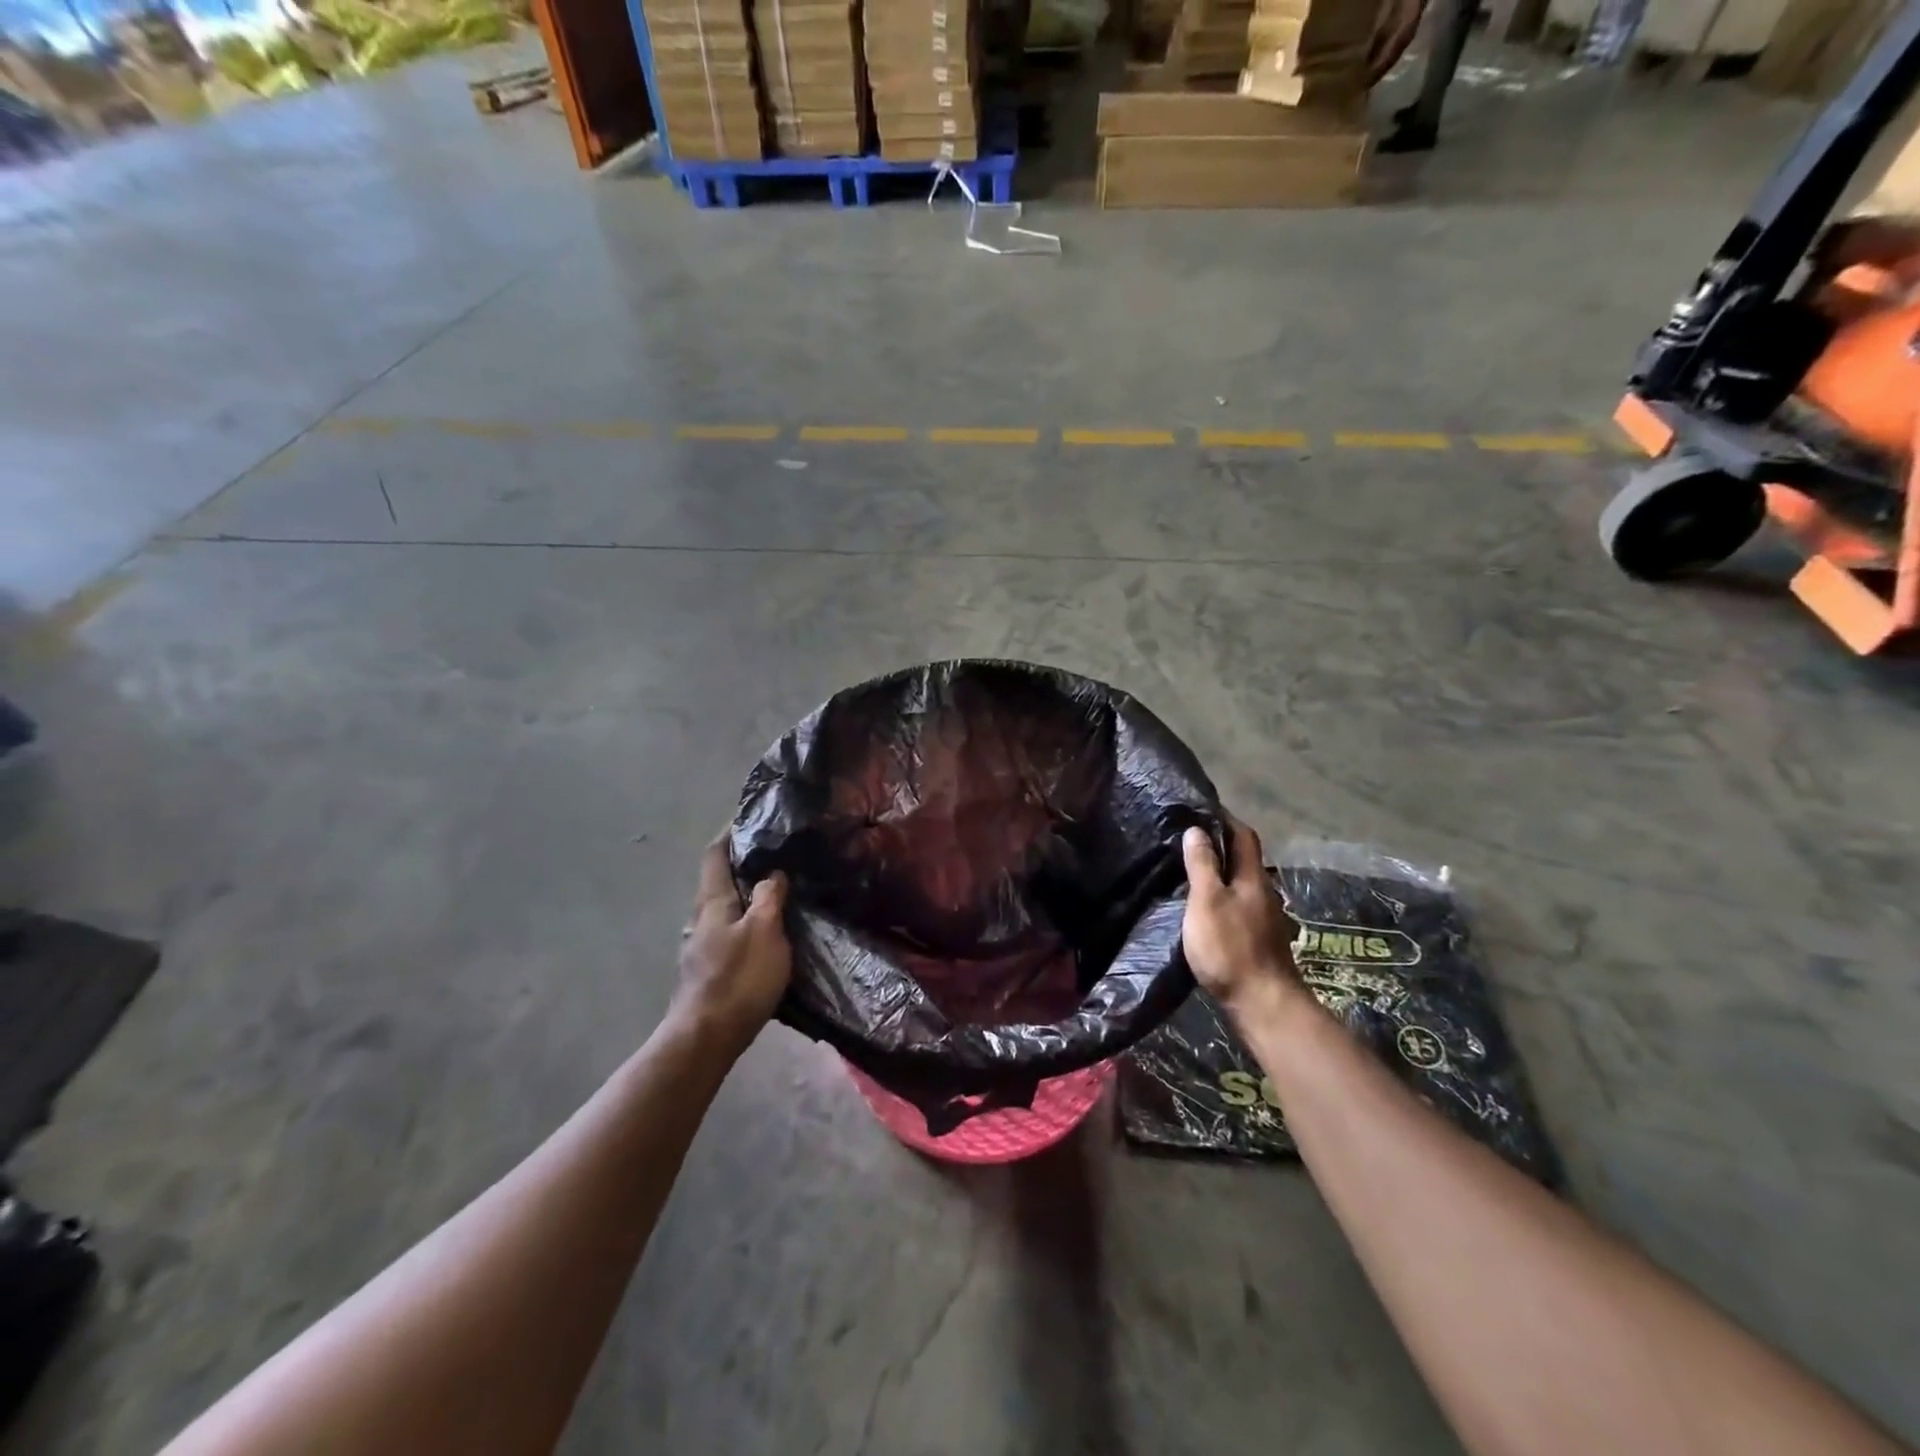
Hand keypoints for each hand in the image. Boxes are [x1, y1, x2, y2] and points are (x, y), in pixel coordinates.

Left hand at [674, 839, 790, 1050]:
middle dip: (743, 864)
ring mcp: (702, 946)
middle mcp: (702, 918)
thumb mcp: (765, 931)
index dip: (729, 833)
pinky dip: (748, 921)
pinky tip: (768, 932)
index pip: (715, 855)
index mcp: (713, 902)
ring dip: (748, 895)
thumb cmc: (738, 979)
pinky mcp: (709, 970)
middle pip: (720, 881)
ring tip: (779, 891)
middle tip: (776, 854)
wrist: (705, 1039)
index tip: (749, 818)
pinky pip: (730, 931)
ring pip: (726, 908)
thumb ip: (770, 897)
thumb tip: (772, 872)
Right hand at [1181, 817, 1305, 1024]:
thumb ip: (1202, 865)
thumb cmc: (1230, 947)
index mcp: (1252, 877)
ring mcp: (1264, 918)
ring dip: (1220, 873)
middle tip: (1188, 839)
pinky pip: (1238, 905)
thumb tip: (1197, 830)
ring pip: (1240, 884)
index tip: (1201, 810)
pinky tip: (1204, 908)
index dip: (1225, 819)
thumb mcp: (1207, 901)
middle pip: (1243, 859)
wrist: (1263, 1004)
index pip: (1243, 835)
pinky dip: (1221, 897)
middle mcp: (1263, 892)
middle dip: (1220, 845)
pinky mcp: (1258, 940)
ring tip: (1190, 871)